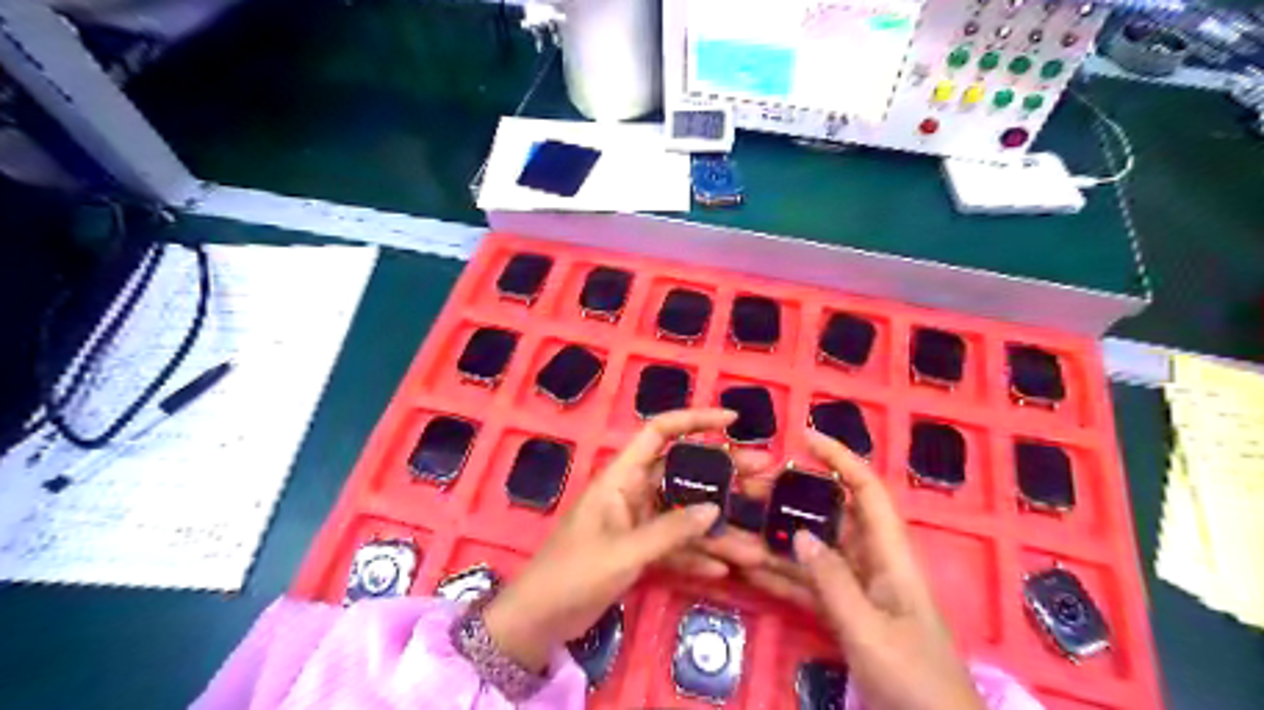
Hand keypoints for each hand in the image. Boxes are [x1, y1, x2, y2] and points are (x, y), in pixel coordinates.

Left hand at [483, 410, 759, 669]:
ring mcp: (638, 523)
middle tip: (765, 477)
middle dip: (723, 477)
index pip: (659, 432)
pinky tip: (724, 569)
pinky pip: (676, 547)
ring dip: (717, 529)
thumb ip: (669, 531)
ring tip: (755, 545)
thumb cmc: (573, 573)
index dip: (695, 420)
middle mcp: (634, 492)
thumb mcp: (624, 551)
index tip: (733, 421)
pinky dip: (697, 556)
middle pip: (684, 474)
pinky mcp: (640, 550)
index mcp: (622, 477)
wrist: (541, 618)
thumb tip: (713, 509)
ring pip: (685, 516)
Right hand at [742, 430, 986, 709]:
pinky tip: (750, 569)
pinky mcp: (845, 614)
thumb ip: (834, 583)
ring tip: (739, 526)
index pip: (867, 491)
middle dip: (794, 500)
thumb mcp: (871, 632)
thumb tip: (799, 536)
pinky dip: (782, 576)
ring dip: (779, 540)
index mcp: (891, 557)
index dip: (839, 459)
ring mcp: (858, 589)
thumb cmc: (916, 681)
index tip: (804, 438)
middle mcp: (873, 563)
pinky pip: (809, 585)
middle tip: (752, 489)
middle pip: (832, 517)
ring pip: (815, 551)